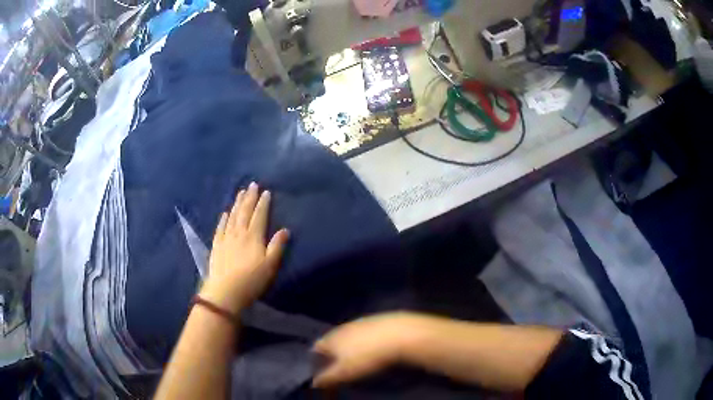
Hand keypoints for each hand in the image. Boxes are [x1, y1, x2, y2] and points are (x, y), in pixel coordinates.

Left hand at [200, 182, 289, 313]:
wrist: (226, 291)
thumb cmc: (251, 280)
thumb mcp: (270, 265)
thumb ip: (277, 246)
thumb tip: (285, 230)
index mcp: (253, 237)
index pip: (259, 216)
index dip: (263, 203)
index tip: (266, 192)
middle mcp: (238, 233)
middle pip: (244, 212)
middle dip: (249, 198)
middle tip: (252, 185)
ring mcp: (226, 238)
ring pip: (232, 217)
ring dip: (237, 204)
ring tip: (240, 192)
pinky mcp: (216, 246)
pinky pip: (220, 228)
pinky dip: (223, 219)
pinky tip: (225, 213)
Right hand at [312, 313, 422, 387]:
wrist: (400, 334)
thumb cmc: (367, 356)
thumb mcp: (344, 372)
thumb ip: (326, 378)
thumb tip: (313, 383)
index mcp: (331, 338)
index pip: (317, 348)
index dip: (317, 360)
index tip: (321, 371)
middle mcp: (343, 327)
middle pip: (333, 341)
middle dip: (333, 354)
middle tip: (339, 367)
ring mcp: (361, 322)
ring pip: (349, 336)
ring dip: (350, 347)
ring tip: (357, 359)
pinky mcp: (378, 320)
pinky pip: (366, 332)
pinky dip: (366, 341)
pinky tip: (375, 348)